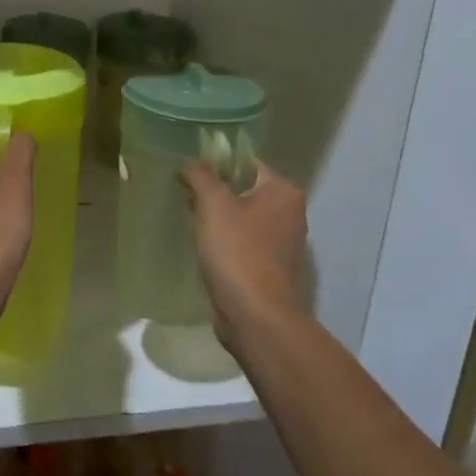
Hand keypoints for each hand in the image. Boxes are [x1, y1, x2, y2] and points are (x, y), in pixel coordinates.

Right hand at [180, 160, 307, 348]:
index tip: (190, 170)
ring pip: (243, 217)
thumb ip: (200, 175)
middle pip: (245, 189)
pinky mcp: (270, 266)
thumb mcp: (212, 204)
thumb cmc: (237, 251)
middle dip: (216, 190)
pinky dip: (225, 240)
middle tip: (185, 193)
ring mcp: (282, 242)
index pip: (248, 162)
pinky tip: (203, 245)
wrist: (254, 314)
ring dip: (218, 217)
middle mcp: (290, 213)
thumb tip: (190, 161)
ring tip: (190, 218)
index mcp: (283, 192)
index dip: (217, 162)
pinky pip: (243, 241)